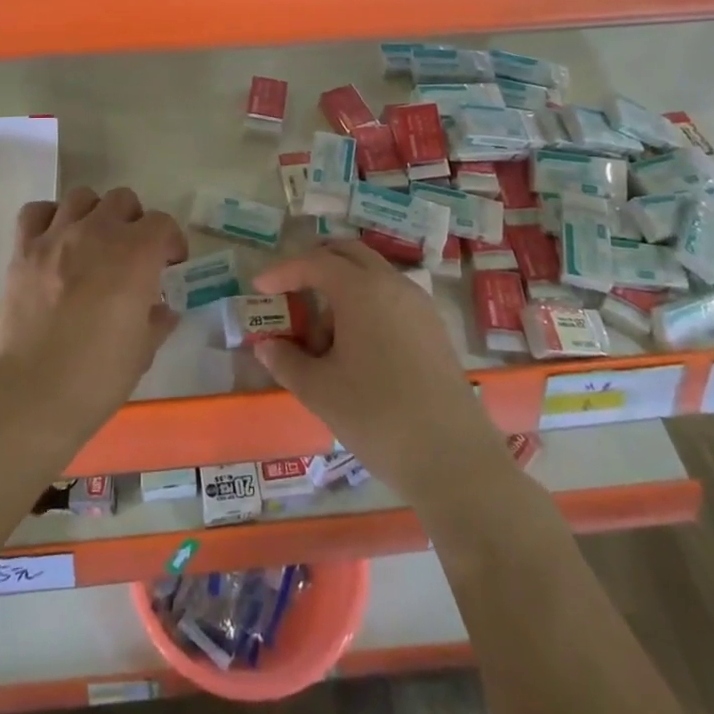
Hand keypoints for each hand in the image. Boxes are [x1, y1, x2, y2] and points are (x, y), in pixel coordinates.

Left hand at [0, 186, 186, 434]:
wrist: (33, 394)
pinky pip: (36, 212)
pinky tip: (55, 240)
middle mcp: (98, 233)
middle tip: (132, 253)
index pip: (162, 223)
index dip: (171, 242)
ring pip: (82, 197)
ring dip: (94, 214)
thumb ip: (157, 320)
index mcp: (135, 255)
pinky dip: (49, 218)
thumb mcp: (143, 351)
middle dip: (134, 222)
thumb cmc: (98, 377)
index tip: (170, 265)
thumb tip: (162, 309)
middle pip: (123, 200)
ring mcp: (56, 237)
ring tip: (93, 242)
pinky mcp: (23, 250)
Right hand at [254, 241, 505, 502]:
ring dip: (341, 290)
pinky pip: (390, 298)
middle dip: (315, 265)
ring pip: (371, 277)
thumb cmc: (377, 416)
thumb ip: (286, 361)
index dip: (283, 271)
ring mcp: (418, 305)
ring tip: (322, 339)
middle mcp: (393, 284)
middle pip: (348, 254)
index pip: (315, 262)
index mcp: (362, 289)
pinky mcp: (433, 329)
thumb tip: (266, 345)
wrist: (453, 459)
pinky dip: (365, 306)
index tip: (259, 287)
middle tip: (290, 289)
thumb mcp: (319, 390)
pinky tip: (355, 350)